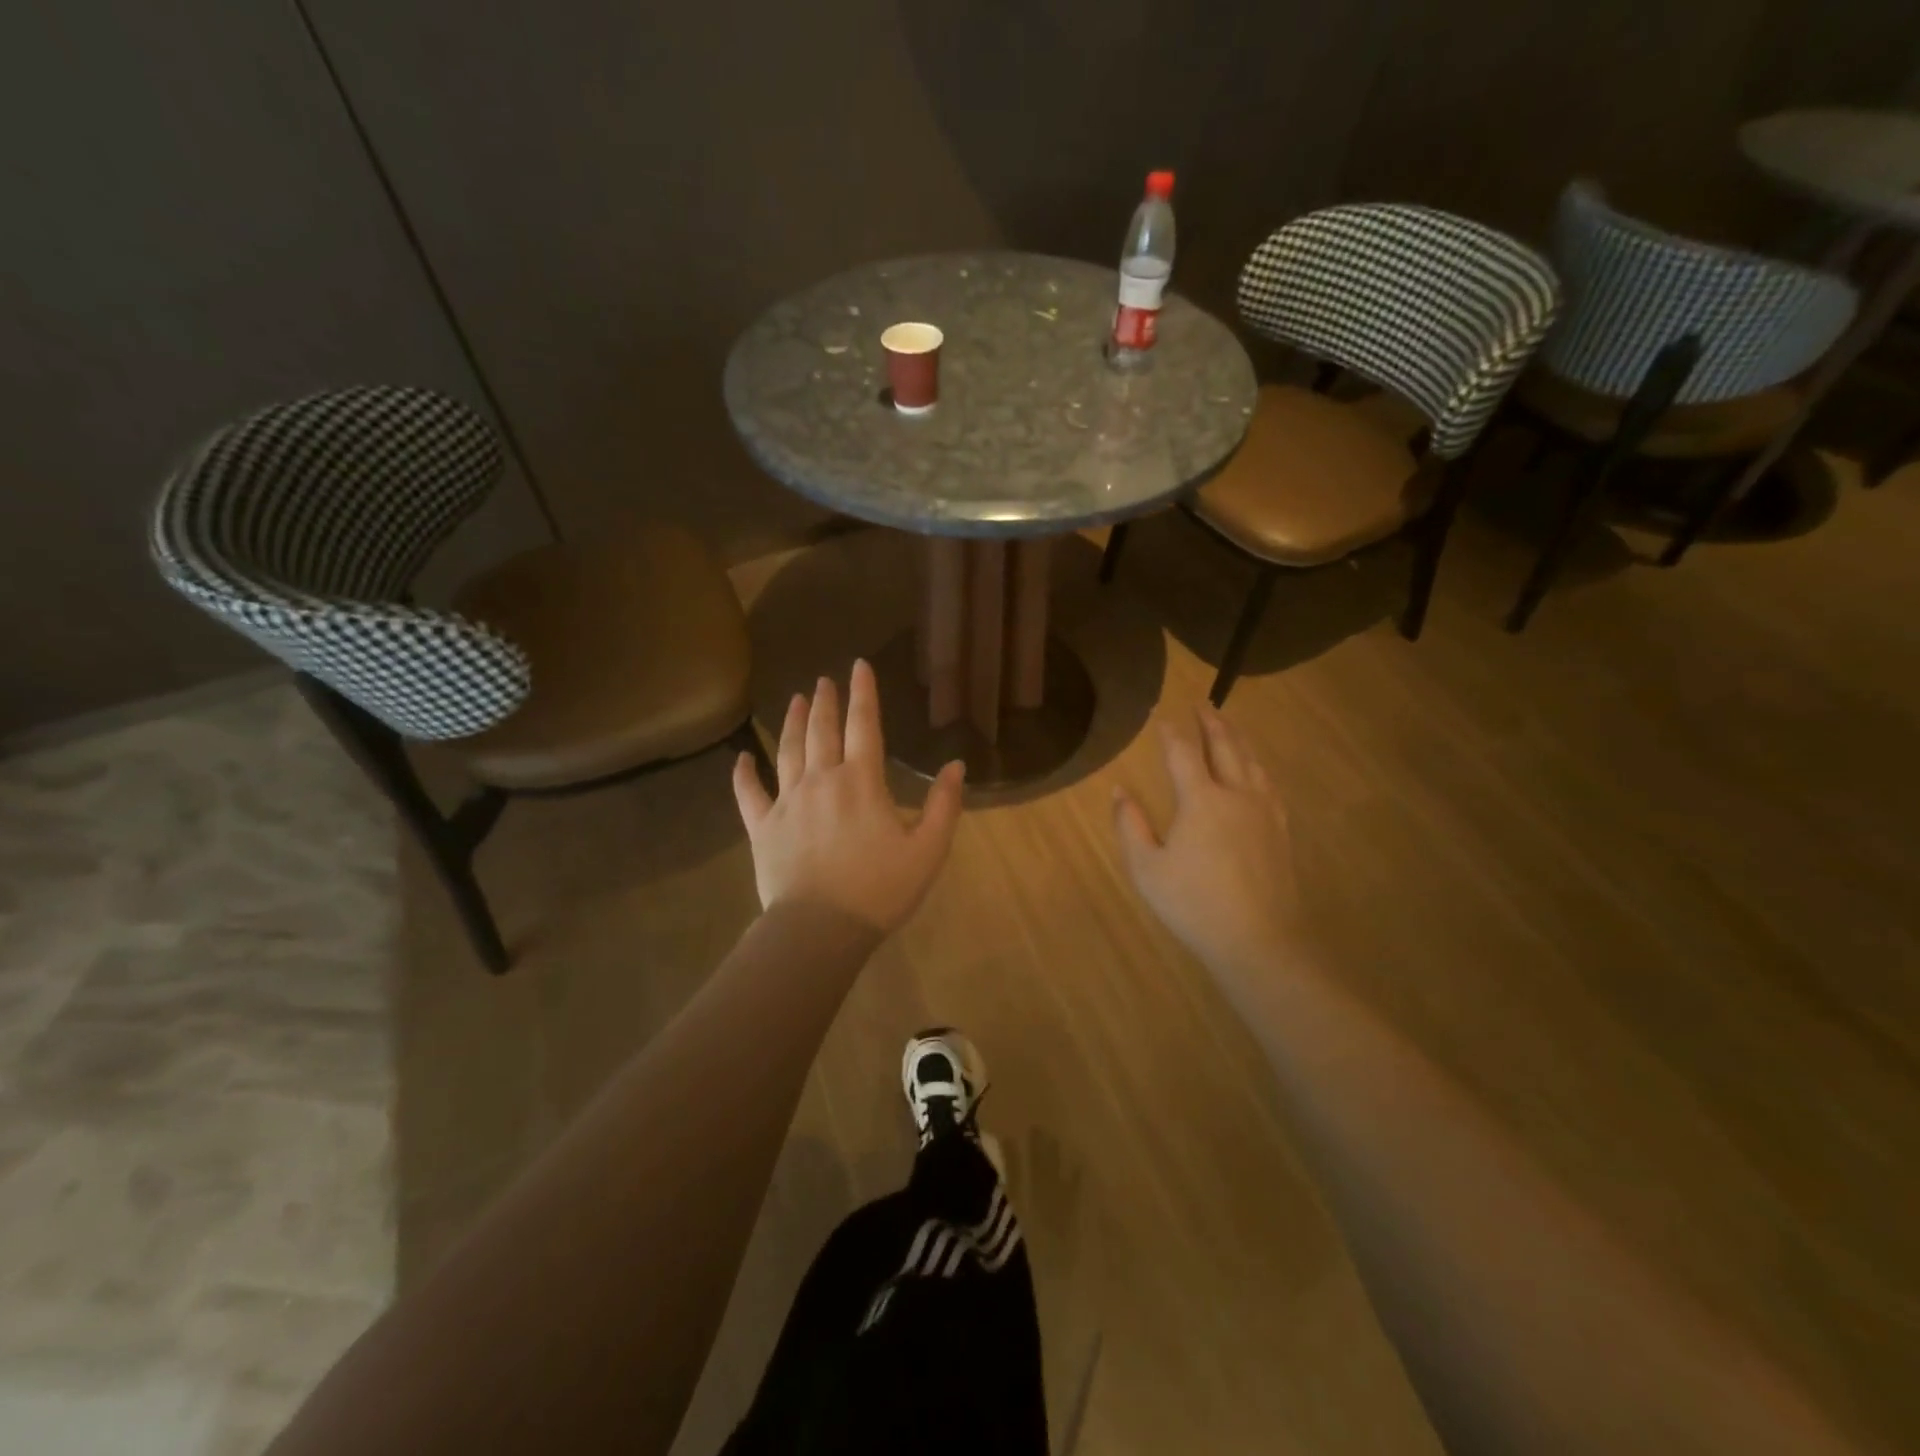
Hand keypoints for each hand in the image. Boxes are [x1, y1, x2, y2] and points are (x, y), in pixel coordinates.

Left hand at [732, 659, 965, 933]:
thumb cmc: (880, 890)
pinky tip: (742, 757)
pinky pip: (749, 794)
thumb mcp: (928, 850)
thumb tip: (955, 765)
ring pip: (787, 751)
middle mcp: (821, 780)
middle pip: (821, 730)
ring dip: (790, 722)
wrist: (820, 929)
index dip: (863, 692)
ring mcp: (787, 802)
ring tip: (793, 699)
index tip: (859, 665)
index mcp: (861, 781)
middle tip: (823, 680)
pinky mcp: (762, 827)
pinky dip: (744, 773)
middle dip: (824, 701)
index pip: (864, 724)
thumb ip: (944, 805)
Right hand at [1112, 706, 1300, 981]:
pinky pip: (1268, 784)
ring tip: (1229, 725)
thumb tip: (1119, 791)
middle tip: (1203, 704)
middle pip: (1225, 747)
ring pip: (1251, 762)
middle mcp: (1236, 795)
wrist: (1258, 940)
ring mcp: (1263, 811)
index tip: (1161, 715)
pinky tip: (1256, 770)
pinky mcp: (1280, 830)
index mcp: (1201, 800)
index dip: (1170, 733)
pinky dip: (1257, 766)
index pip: (1182, 753)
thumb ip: (1130, 825)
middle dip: (1212, 723)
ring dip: (1238, 738)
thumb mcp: (1147, 868)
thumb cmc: (1193, 904)